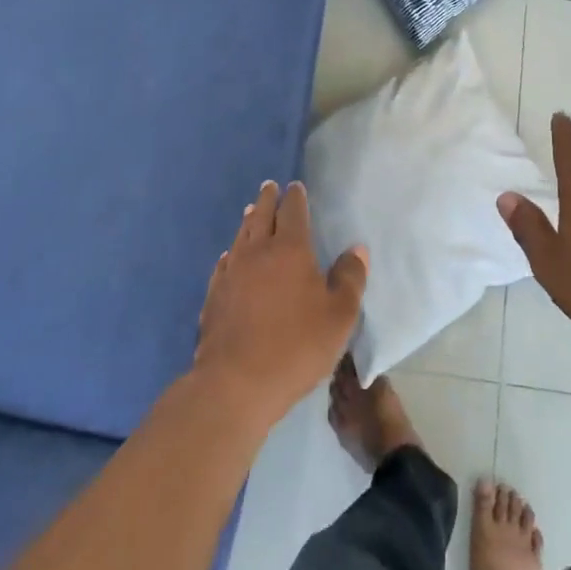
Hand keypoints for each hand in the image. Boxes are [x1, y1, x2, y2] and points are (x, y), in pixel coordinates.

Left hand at [195, 181, 367, 425]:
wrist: (236, 383)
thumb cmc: (297, 346)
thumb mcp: (339, 316)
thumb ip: (350, 279)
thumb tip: (356, 249)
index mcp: (290, 250)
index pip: (293, 212)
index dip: (295, 197)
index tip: (295, 186)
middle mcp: (257, 253)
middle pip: (261, 216)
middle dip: (267, 199)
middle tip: (269, 187)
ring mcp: (231, 273)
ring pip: (240, 236)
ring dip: (248, 221)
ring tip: (251, 211)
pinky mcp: (214, 297)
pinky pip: (223, 264)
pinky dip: (231, 253)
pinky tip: (230, 257)